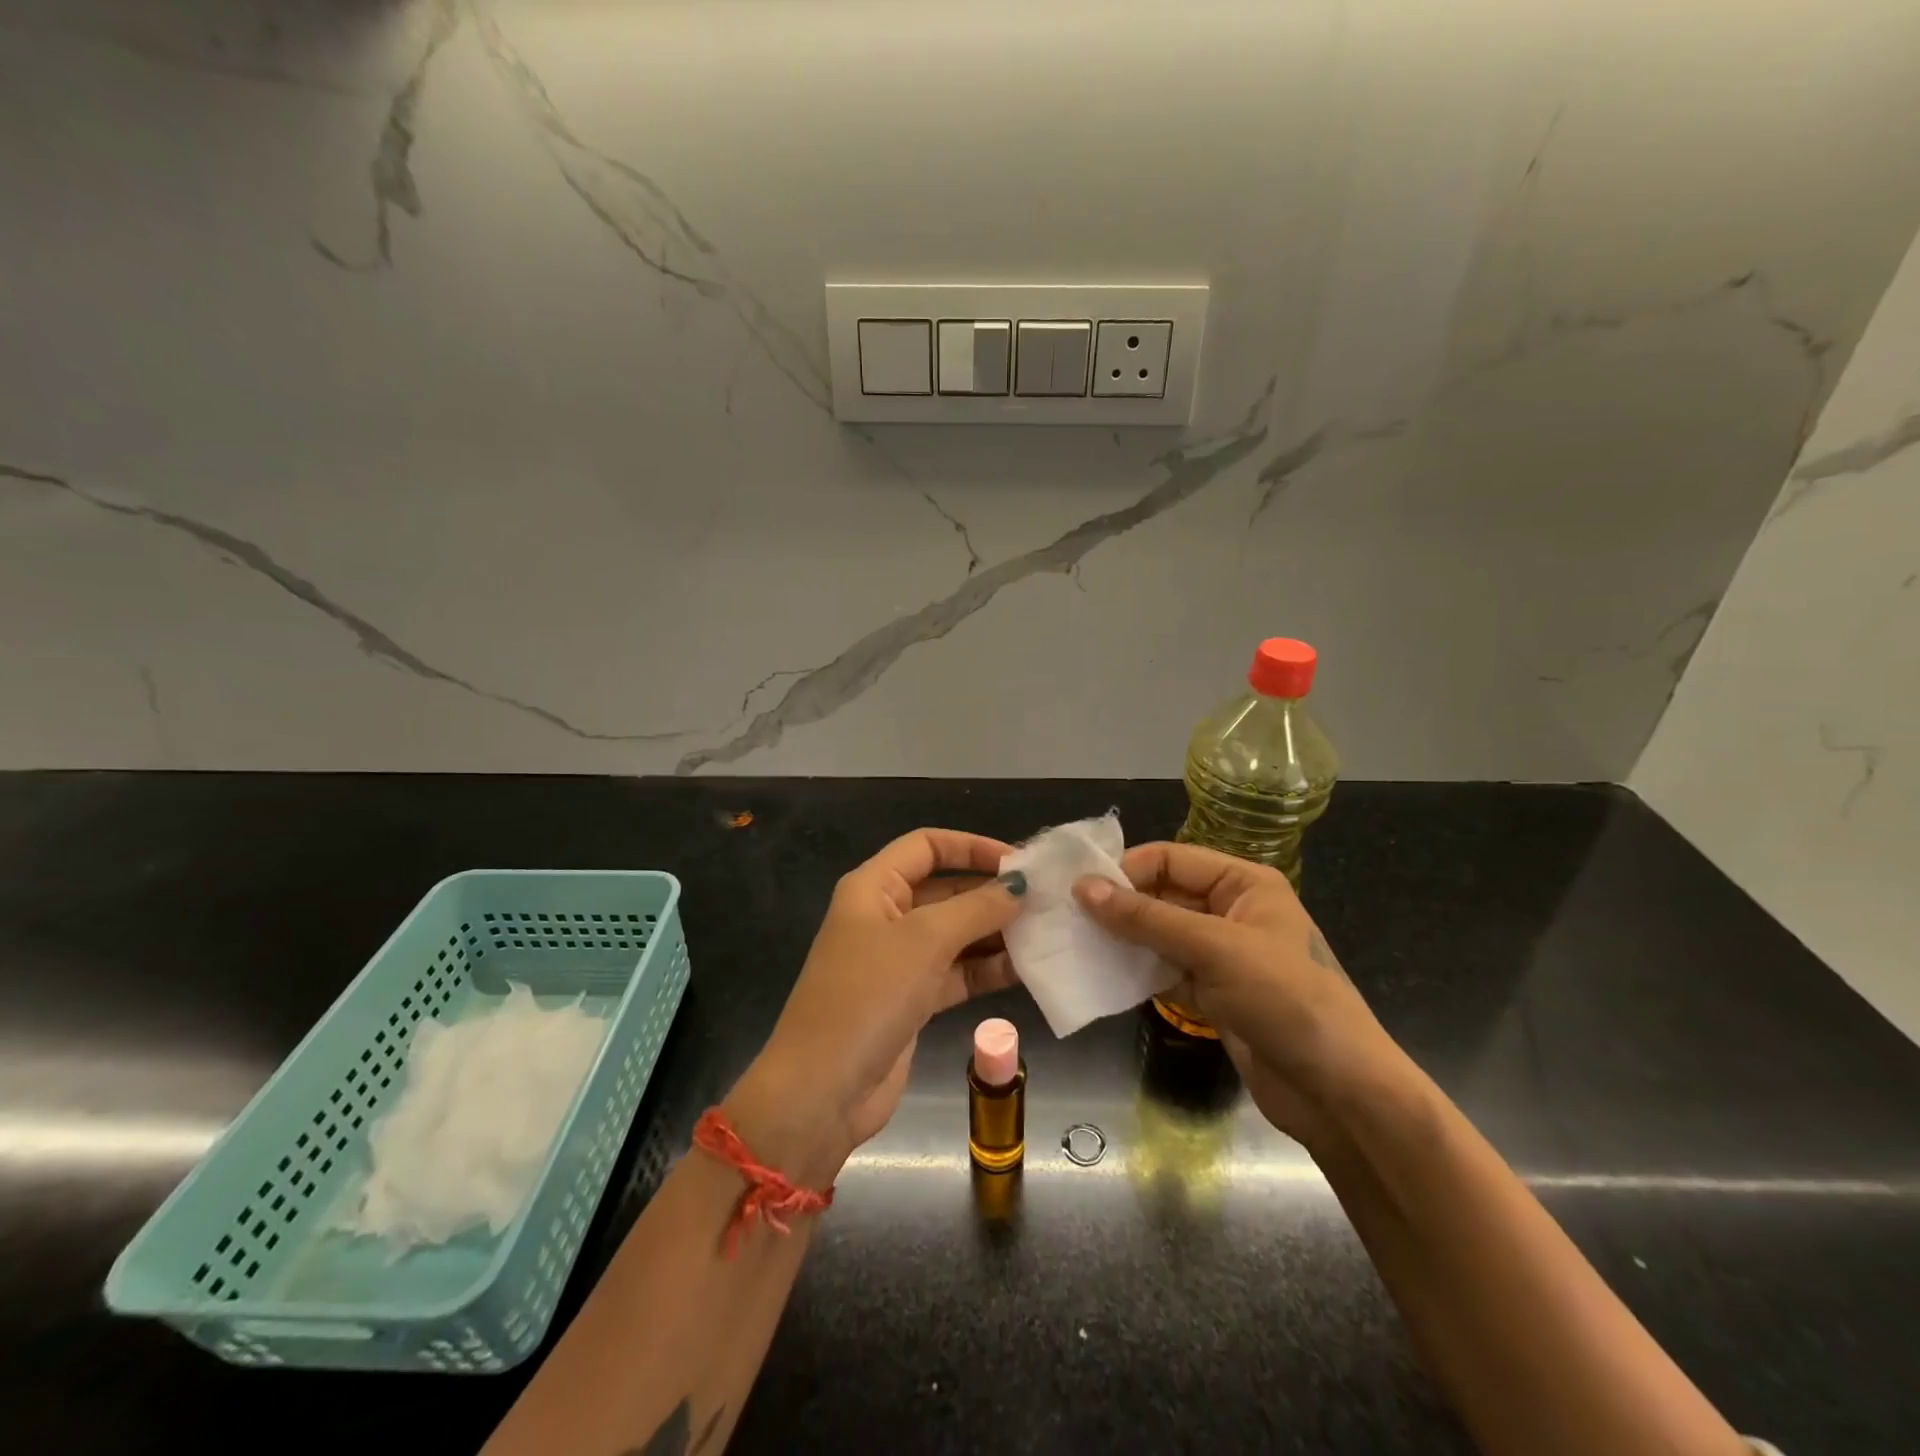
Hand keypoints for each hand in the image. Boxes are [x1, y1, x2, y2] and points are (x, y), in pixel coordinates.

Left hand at [729, 828, 1024, 1180]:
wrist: (823, 1090)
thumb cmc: (868, 995)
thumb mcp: (924, 941)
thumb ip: (977, 908)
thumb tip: (1019, 884)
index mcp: (874, 887)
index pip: (927, 846)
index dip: (971, 847)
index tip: (1018, 861)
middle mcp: (885, 916)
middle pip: (945, 889)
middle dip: (991, 893)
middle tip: (1044, 901)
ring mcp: (898, 961)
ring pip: (955, 934)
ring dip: (996, 933)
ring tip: (1046, 934)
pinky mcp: (912, 1000)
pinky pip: (957, 972)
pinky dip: (987, 969)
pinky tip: (1027, 970)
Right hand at [1073, 842, 1394, 1146]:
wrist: (1337, 1092)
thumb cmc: (1284, 999)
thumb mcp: (1214, 948)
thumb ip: (1146, 918)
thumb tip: (1083, 888)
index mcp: (1244, 883)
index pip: (1173, 859)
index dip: (1128, 870)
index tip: (1082, 891)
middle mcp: (1231, 911)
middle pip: (1164, 895)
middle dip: (1121, 905)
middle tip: (1071, 918)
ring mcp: (1222, 955)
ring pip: (1160, 934)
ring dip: (1124, 939)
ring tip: (1078, 944)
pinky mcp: (1213, 994)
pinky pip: (1165, 970)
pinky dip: (1138, 971)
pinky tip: (1103, 975)